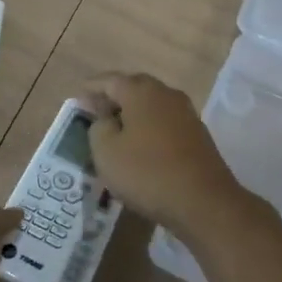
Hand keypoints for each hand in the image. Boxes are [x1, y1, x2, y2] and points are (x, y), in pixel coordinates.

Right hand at [80, 72, 246, 233]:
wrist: (203, 201)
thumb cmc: (147, 172)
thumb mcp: (106, 151)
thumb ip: (98, 127)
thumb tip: (105, 117)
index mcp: (141, 91)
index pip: (110, 80)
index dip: (91, 89)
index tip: (78, 99)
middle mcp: (166, 94)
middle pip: (134, 88)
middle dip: (113, 98)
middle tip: (95, 113)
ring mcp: (185, 113)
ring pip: (151, 105)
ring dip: (133, 114)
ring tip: (116, 131)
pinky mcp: (197, 134)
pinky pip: (165, 122)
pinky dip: (149, 128)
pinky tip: (141, 146)